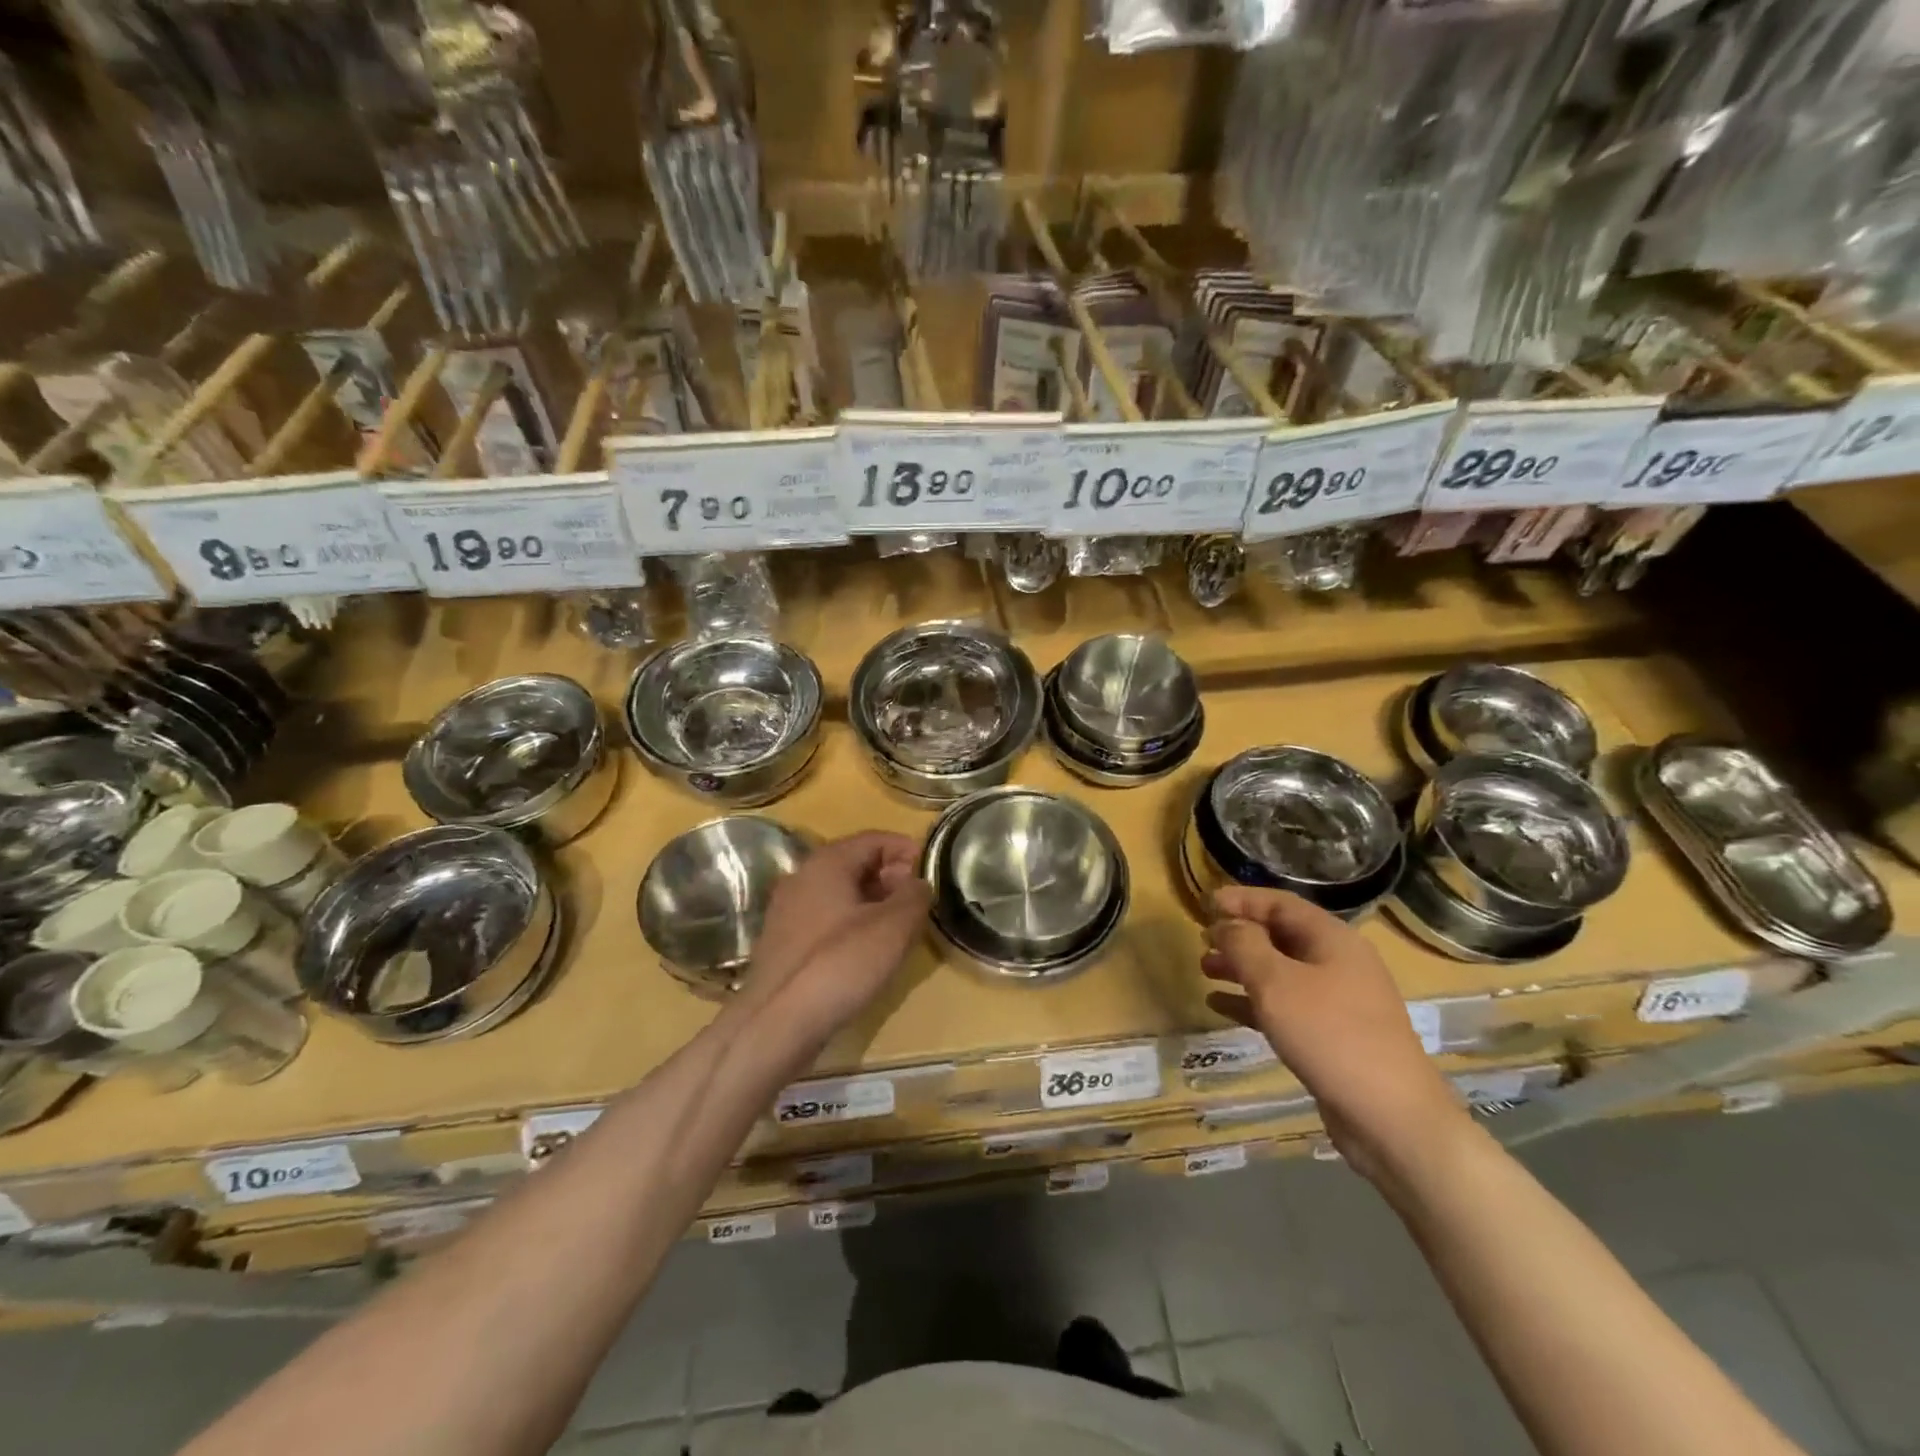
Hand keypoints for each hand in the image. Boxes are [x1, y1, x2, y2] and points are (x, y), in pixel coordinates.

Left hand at [739, 831, 931, 1048]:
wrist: (776, 1024)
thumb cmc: (840, 964)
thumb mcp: (893, 927)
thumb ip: (915, 896)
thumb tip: (918, 883)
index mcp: (826, 862)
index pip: (874, 839)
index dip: (906, 849)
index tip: (931, 872)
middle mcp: (802, 877)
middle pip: (855, 863)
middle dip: (891, 877)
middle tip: (918, 902)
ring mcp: (787, 911)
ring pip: (840, 893)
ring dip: (873, 903)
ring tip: (899, 929)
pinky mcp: (783, 943)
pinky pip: (825, 919)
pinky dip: (851, 924)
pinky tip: (866, 952)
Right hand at [1201, 886, 1467, 1178]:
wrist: (1391, 1117)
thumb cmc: (1330, 1034)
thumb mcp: (1276, 983)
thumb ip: (1244, 945)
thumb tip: (1225, 925)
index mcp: (1332, 939)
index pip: (1280, 904)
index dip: (1242, 899)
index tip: (1205, 903)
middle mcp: (1338, 963)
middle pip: (1280, 936)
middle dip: (1239, 935)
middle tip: (1202, 940)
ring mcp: (1338, 1001)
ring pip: (1280, 972)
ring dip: (1242, 968)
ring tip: (1204, 970)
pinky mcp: (1332, 1035)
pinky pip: (1285, 1005)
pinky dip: (1253, 1001)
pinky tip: (1220, 1006)